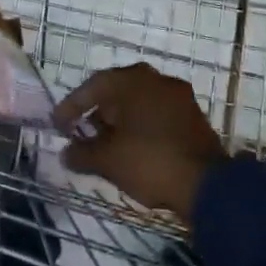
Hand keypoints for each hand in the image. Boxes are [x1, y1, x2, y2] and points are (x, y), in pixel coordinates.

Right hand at [52, 64, 227, 220]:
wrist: (208, 186)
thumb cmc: (150, 162)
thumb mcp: (108, 161)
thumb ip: (82, 154)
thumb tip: (66, 153)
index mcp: (133, 80)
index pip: (93, 86)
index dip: (71, 106)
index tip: (58, 125)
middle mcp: (156, 79)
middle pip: (117, 92)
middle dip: (98, 113)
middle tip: (82, 133)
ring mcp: (179, 97)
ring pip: (140, 103)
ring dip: (121, 121)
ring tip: (107, 145)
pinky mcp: (193, 117)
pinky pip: (158, 115)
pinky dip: (141, 128)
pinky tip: (134, 149)